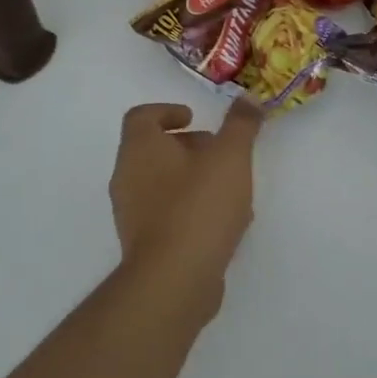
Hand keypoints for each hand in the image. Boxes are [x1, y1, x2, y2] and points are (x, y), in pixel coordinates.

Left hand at [109, 99, 263, 309]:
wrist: (175, 280)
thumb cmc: (199, 205)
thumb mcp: (230, 156)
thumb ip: (241, 124)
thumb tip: (249, 97)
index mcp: (140, 149)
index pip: (141, 117)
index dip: (168, 111)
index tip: (195, 118)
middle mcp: (127, 178)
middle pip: (152, 150)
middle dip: (188, 146)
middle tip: (219, 150)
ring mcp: (132, 214)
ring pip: (162, 183)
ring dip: (193, 178)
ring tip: (230, 187)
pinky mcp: (144, 245)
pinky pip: (167, 214)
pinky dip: (191, 208)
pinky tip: (224, 222)